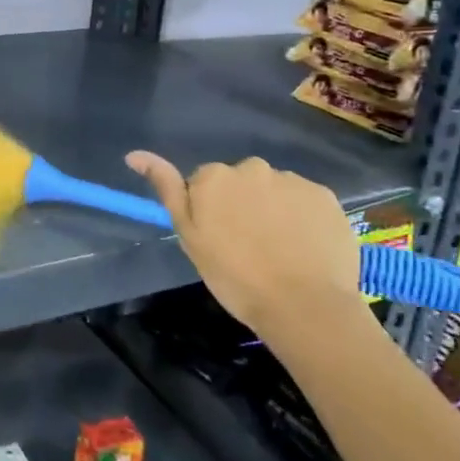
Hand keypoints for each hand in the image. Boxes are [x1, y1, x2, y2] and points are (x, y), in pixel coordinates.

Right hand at [126, 152, 362, 338]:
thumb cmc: (235, 277)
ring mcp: (291, 180)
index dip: (210, 211)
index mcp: (213, 177)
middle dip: (242, 204)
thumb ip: (167, 190)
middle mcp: (251, 168)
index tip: (219, 239)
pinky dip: (302, 217)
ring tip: (280, 250)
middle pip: (240, 181)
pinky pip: (305, 200)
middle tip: (249, 246)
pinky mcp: (325, 195)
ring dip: (273, 209)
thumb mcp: (190, 237)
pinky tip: (305, 247)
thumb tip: (134, 154)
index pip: (204, 184)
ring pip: (274, 190)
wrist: (305, 306)